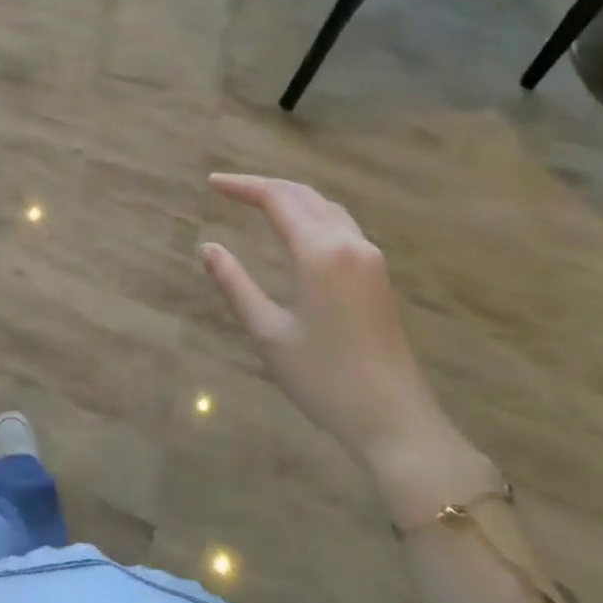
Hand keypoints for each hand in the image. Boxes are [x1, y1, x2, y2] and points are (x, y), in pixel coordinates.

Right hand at [200, 174, 457, 470]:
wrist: (394, 420)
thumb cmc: (324, 379)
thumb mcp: (268, 333)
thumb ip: (235, 284)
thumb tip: (208, 248)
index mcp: (320, 253)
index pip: (278, 200)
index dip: (243, 186)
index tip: (212, 183)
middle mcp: (349, 243)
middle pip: (304, 195)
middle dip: (265, 186)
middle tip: (229, 188)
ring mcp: (370, 258)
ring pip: (326, 207)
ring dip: (291, 197)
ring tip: (257, 201)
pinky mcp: (378, 275)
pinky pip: (340, 225)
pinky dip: (311, 213)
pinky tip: (297, 228)